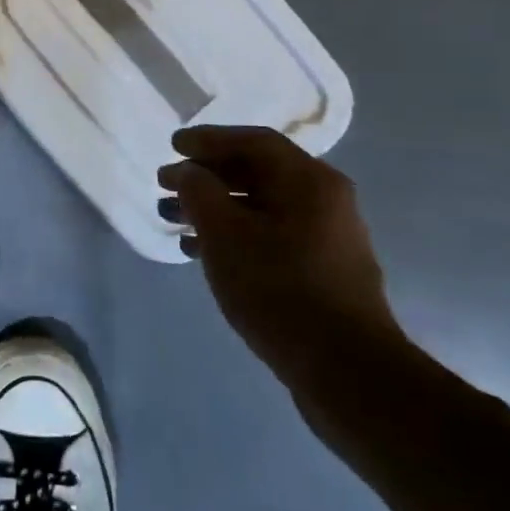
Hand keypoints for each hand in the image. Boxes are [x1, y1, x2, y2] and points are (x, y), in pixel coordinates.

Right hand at [159, 126, 406, 398]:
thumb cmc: (279, 288)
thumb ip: (198, 191)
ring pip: (261, 206)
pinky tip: (200, 252)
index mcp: (309, 181)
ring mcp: (327, 237)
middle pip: (257, 172)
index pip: (253, 141)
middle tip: (165, 184)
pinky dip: (234, 234)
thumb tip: (187, 171)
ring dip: (215, 207)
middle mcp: (325, 200)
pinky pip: (270, 234)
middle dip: (206, 176)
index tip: (172, 146)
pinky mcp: (322, 271)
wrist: (345, 371)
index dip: (208, 139)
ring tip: (174, 219)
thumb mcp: (224, 233)